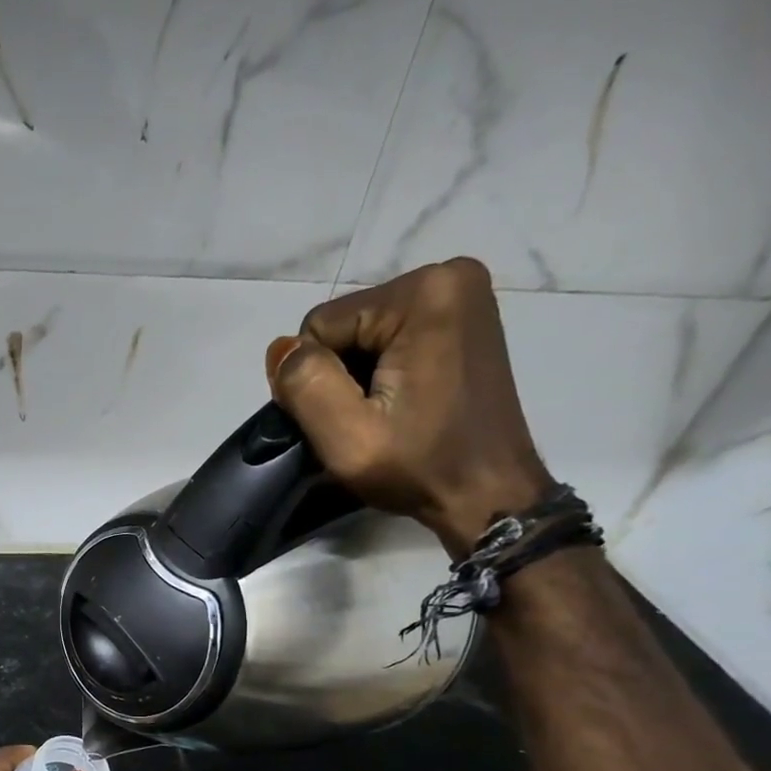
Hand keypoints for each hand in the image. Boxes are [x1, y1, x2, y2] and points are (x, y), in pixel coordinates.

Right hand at [266, 258, 553, 557]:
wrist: (489, 495)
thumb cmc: (420, 467)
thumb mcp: (346, 437)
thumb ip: (304, 384)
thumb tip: (280, 349)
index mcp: (423, 293)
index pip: (319, 326)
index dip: (315, 379)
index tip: (342, 420)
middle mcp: (448, 275)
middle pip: (343, 325)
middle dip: (339, 374)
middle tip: (363, 421)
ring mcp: (461, 295)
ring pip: (362, 334)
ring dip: (358, 376)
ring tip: (382, 415)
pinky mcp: (463, 319)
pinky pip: (390, 338)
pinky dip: (382, 371)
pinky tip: (398, 403)